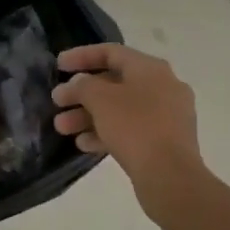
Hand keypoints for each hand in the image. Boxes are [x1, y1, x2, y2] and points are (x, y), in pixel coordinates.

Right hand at [52, 44, 208, 215]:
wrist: (171, 177)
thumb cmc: (135, 127)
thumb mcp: (100, 100)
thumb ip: (83, 85)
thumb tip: (79, 84)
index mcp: (151, 68)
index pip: (111, 52)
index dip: (82, 56)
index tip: (58, 65)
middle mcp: (163, 86)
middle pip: (114, 82)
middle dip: (82, 93)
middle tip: (57, 103)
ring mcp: (167, 115)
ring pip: (120, 109)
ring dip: (89, 116)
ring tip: (62, 128)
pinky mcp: (166, 142)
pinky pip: (131, 129)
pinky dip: (107, 132)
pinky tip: (84, 145)